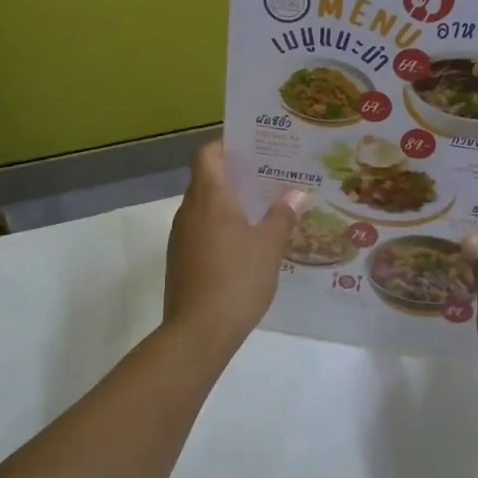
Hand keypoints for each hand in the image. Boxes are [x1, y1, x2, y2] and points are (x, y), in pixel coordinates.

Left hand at [164, 143, 303, 355]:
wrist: (198, 332)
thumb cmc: (236, 279)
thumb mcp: (269, 246)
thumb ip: (282, 216)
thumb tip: (297, 193)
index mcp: (209, 197)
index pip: (208, 154)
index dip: (227, 145)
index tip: (254, 148)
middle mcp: (189, 211)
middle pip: (207, 179)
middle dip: (236, 175)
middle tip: (270, 177)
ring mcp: (180, 237)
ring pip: (204, 207)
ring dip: (229, 204)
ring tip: (264, 209)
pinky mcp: (180, 261)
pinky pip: (201, 231)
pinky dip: (221, 228)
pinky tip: (246, 244)